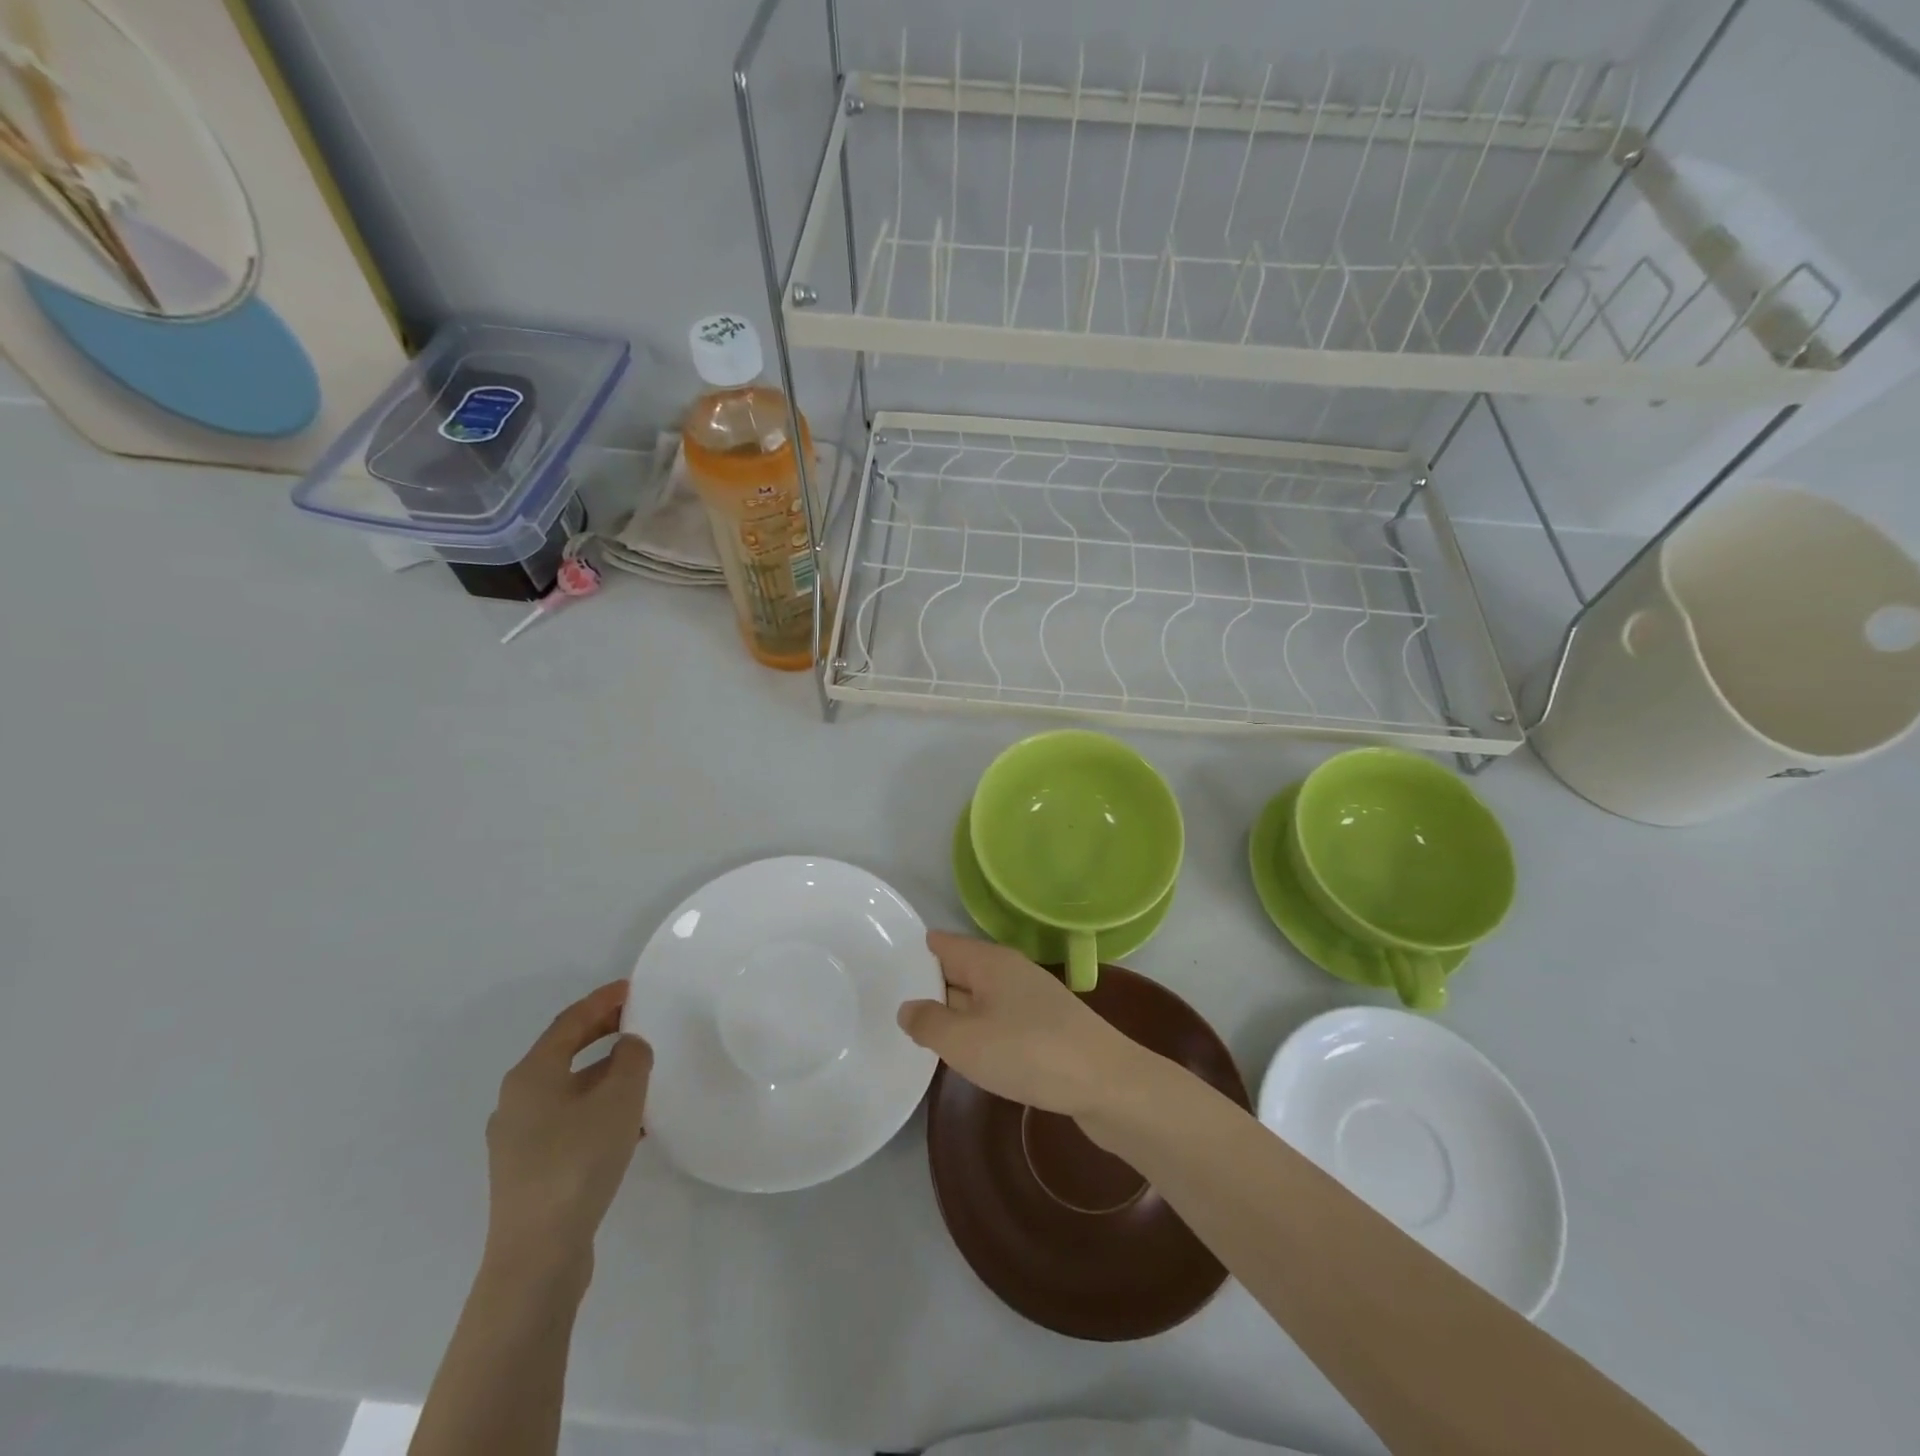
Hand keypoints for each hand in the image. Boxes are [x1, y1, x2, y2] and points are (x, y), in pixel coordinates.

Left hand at [483, 981, 652, 1278]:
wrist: (538, 1255)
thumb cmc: (578, 1161)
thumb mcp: (619, 1097)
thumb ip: (631, 1058)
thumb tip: (629, 1046)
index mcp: (532, 1075)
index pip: (570, 1021)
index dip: (603, 1000)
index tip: (633, 987)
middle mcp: (517, 1101)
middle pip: (565, 1052)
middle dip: (603, 1033)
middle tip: (640, 1021)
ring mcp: (520, 1139)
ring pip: (570, 1089)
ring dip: (605, 1075)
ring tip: (644, 1072)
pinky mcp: (530, 1171)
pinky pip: (569, 1121)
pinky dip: (599, 1109)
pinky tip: (631, 1124)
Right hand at [897, 931, 1142, 1115]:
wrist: (1107, 1084)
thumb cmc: (1029, 1052)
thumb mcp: (965, 1041)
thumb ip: (929, 1023)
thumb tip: (907, 1007)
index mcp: (989, 961)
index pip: (942, 944)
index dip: (913, 953)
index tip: (881, 967)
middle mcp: (1010, 971)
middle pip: (960, 969)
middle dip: (930, 984)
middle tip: (888, 1003)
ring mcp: (1031, 999)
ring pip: (980, 998)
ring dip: (955, 1012)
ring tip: (919, 1031)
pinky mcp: (1045, 1027)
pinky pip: (999, 1019)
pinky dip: (979, 1031)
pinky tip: (968, 1053)